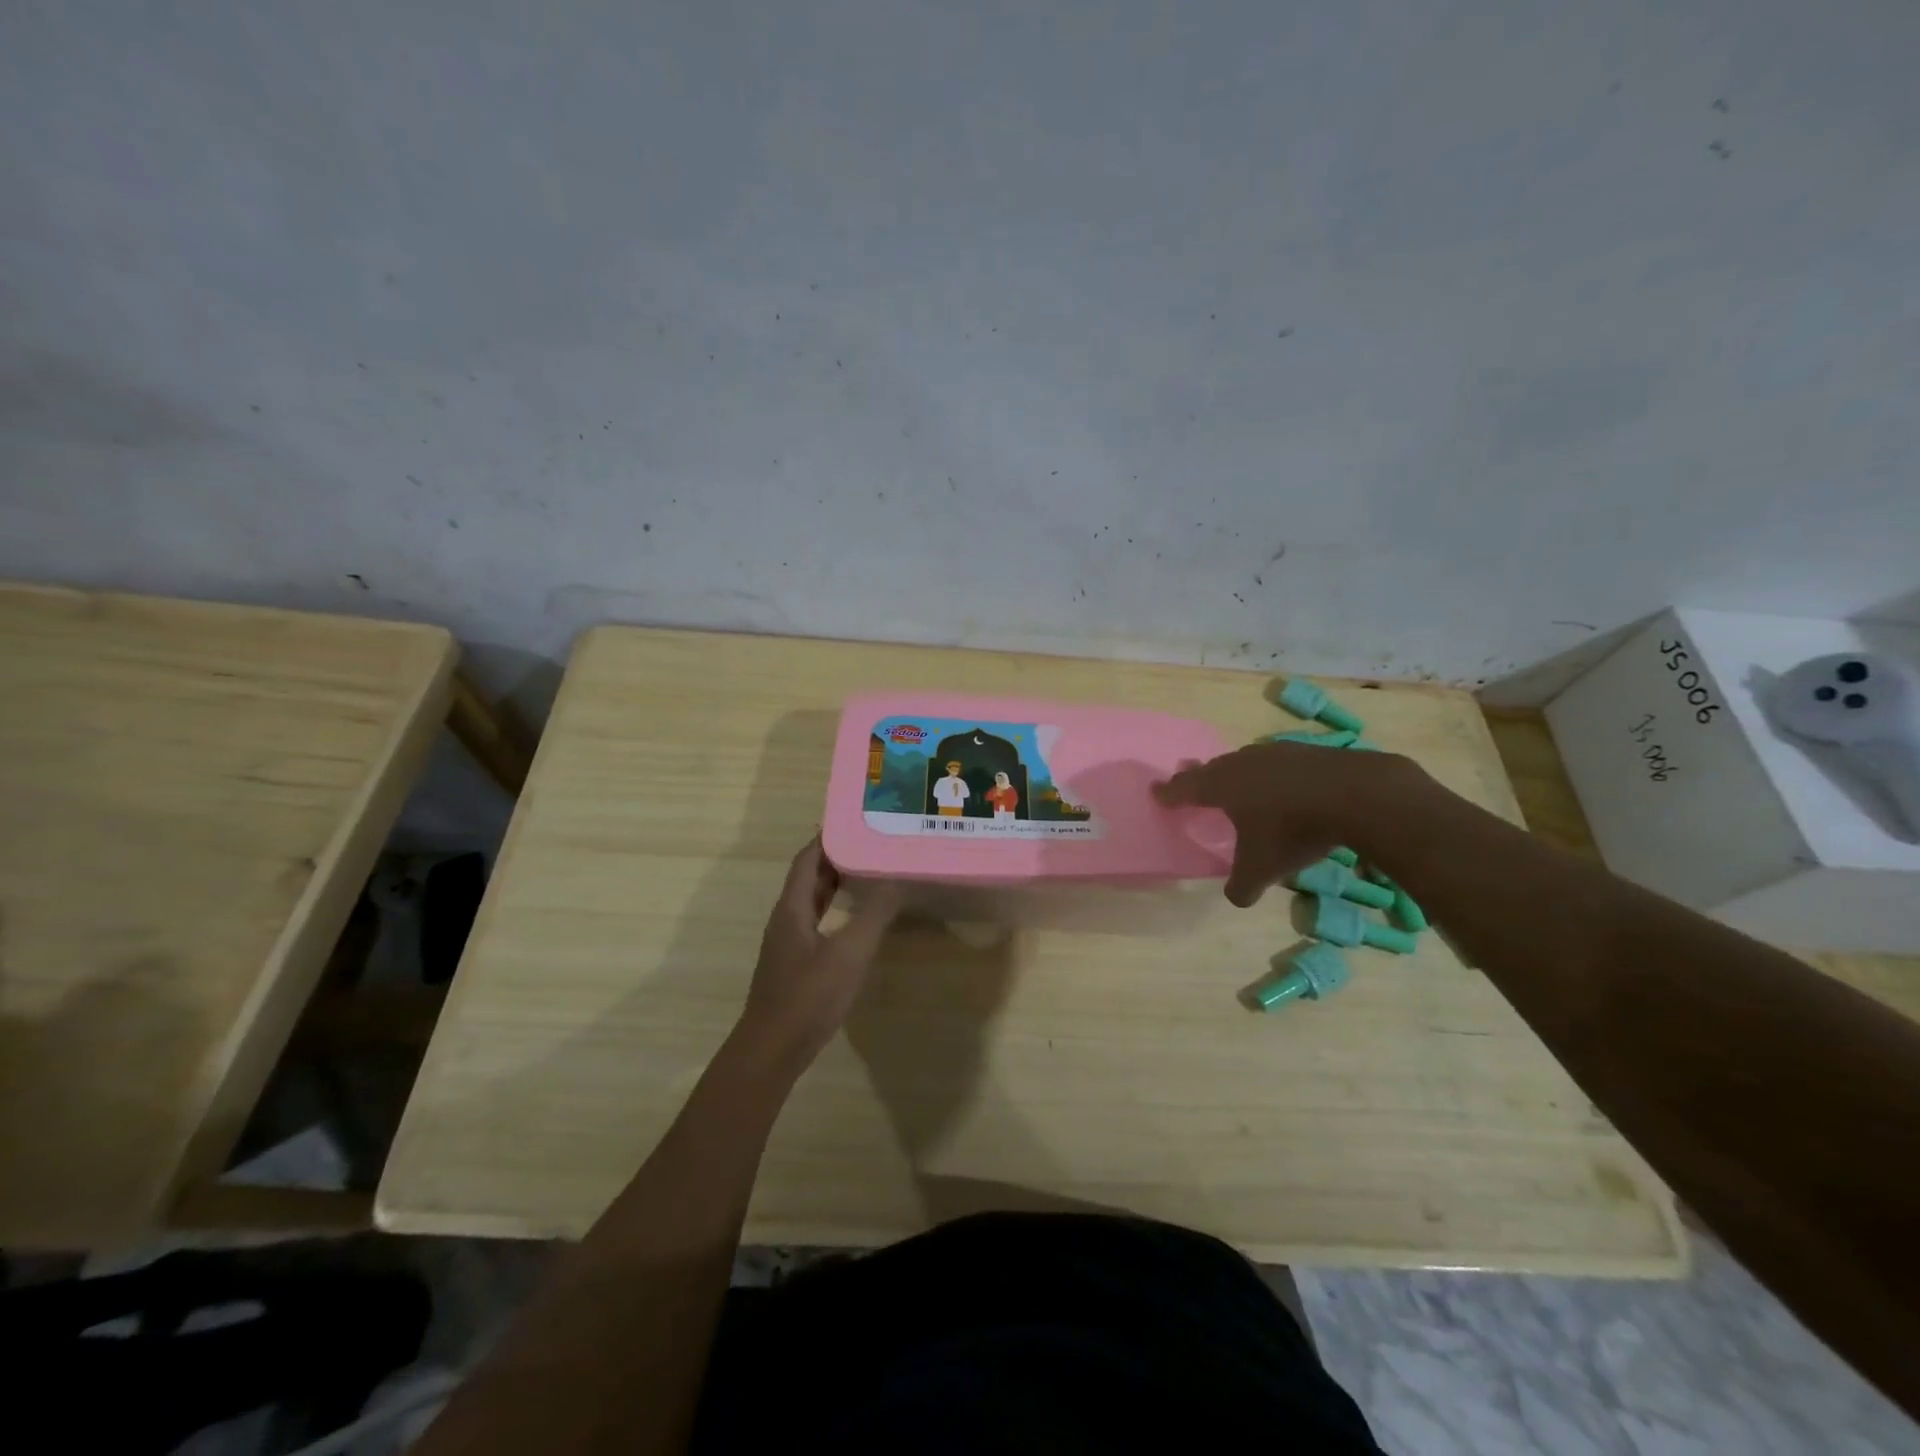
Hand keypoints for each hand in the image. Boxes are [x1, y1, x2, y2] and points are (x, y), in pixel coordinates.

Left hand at [736, 837, 901, 1066]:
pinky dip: (835, 909)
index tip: (856, 820)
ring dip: (836, 883)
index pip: (807, 859)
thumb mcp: (849, 953)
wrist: (772, 1051)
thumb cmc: (808, 997)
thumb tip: (897, 877)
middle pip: (809, 877)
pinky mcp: (795, 964)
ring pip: (812, 901)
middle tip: (871, 842)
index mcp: (792, 908)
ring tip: (870, 871)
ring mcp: (788, 943)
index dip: (828, 837)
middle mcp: (786, 918)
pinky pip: (816, 922)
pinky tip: (856, 918)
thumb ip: (874, 914)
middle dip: (837, 857)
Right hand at [1154, 741, 1424, 906]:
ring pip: (1245, 762)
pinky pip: (1277, 763)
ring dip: (1238, 775)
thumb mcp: (1263, 868)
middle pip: (1212, 768)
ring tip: (1241, 789)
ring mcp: (1274, 752)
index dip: (1168, 793)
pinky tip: (1285, 789)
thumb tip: (1236, 897)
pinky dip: (1273, 776)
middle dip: (1201, 779)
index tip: (1156, 792)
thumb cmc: (1293, 830)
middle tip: (1196, 787)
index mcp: (1220, 786)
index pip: (1184, 787)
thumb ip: (1242, 885)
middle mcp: (1240, 763)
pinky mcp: (1306, 751)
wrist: (1355, 794)